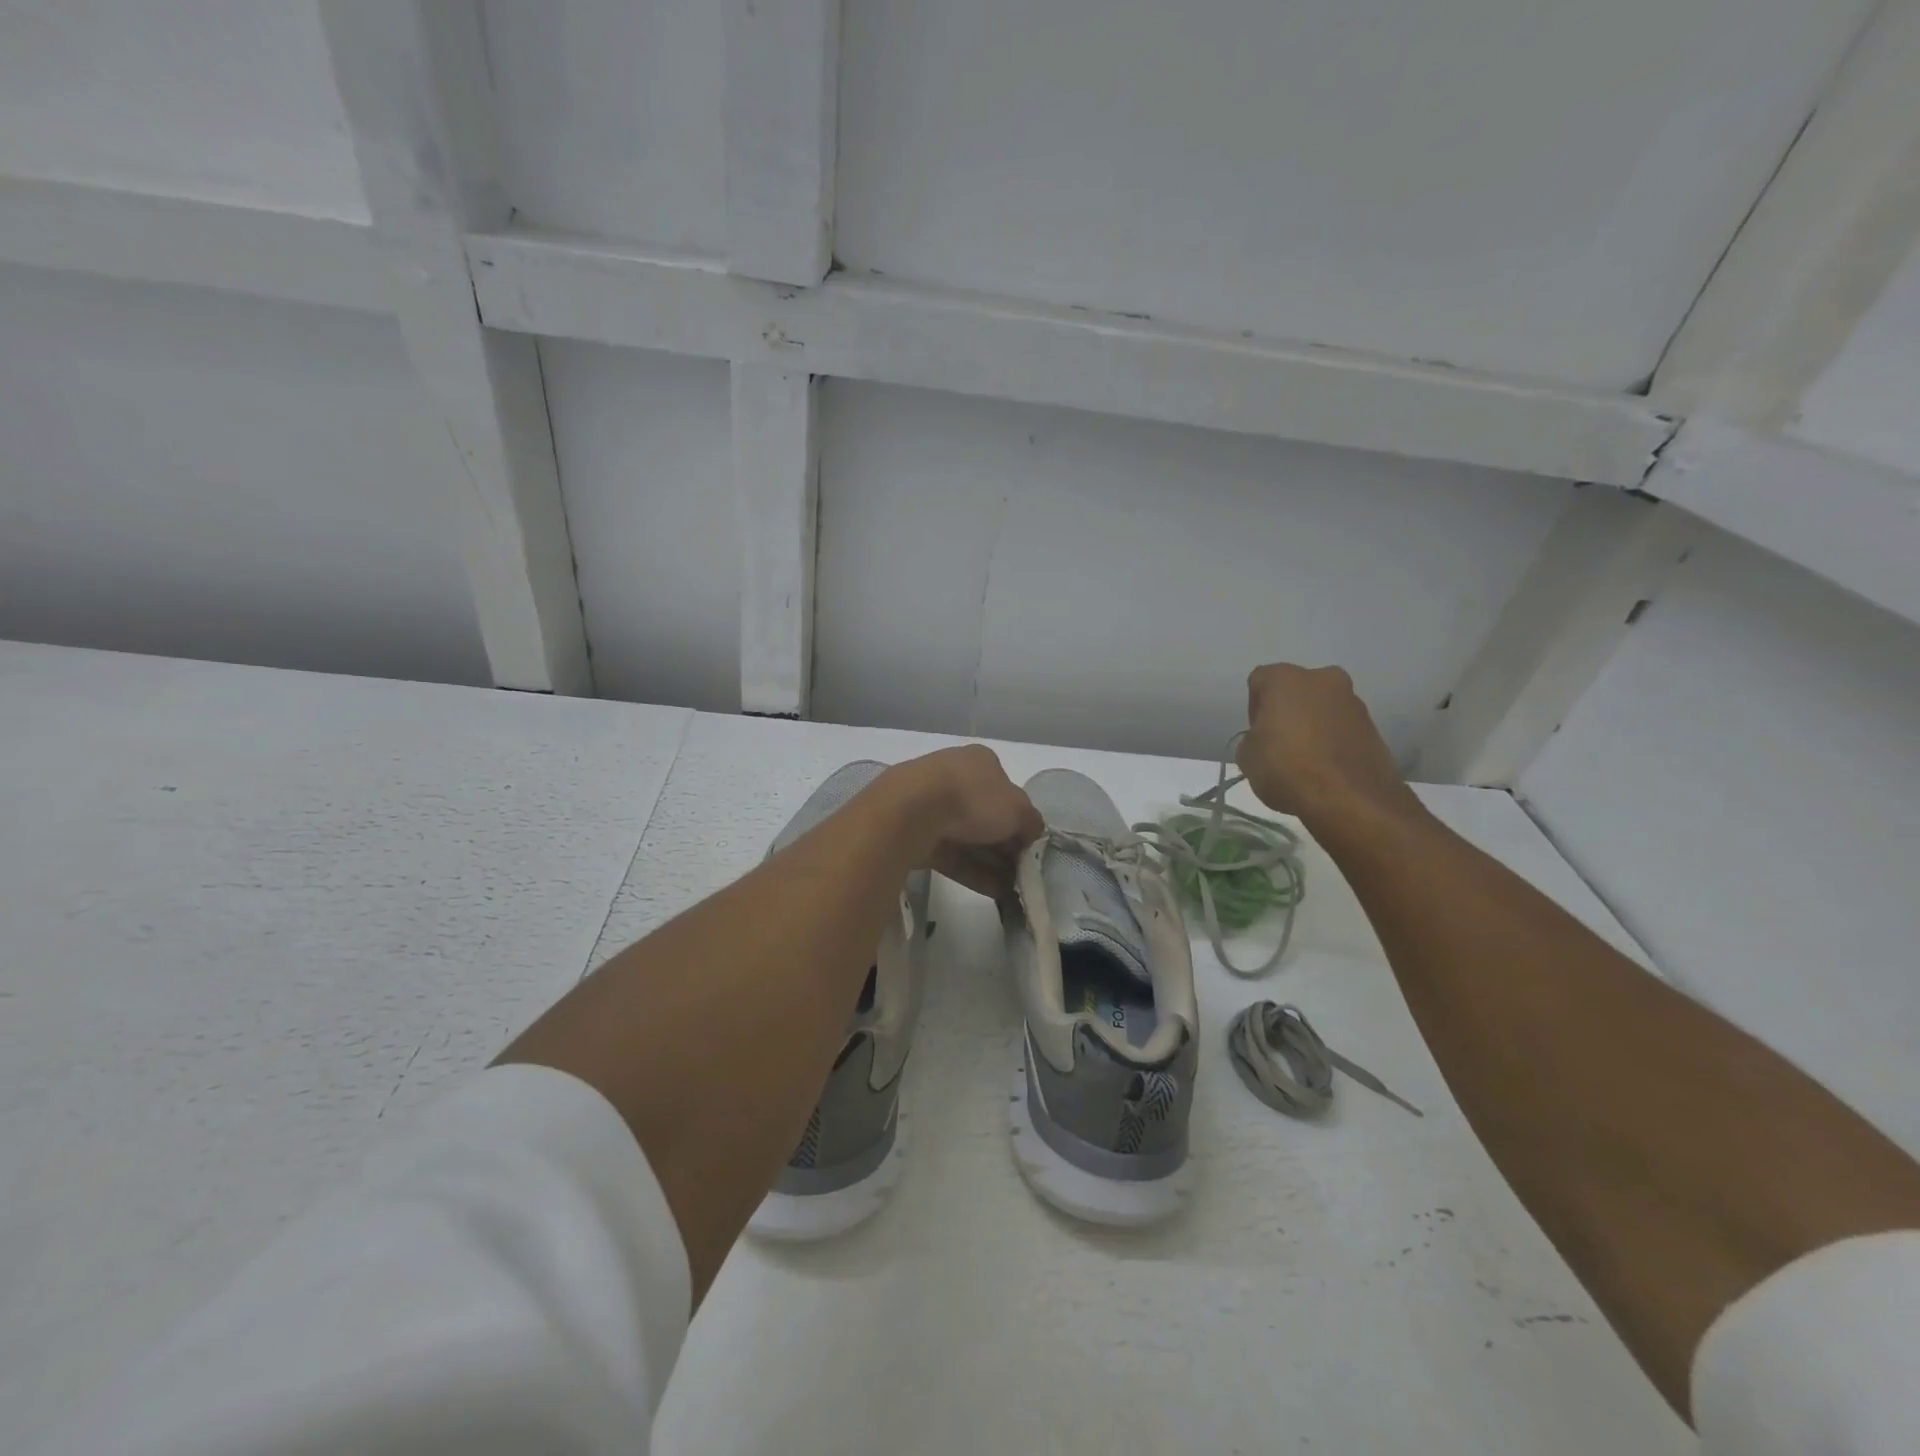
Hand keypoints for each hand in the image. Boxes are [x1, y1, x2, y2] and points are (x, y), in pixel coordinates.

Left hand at [884, 746, 1043, 900]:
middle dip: (1005, 846)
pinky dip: (973, 873)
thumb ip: (1031, 822)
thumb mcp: (1018, 809)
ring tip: (1012, 891)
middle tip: (1022, 874)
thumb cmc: (973, 799)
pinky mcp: (916, 833)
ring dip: (992, 864)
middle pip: (987, 817)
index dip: (1020, 820)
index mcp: (980, 762)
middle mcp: (955, 777)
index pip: (1007, 792)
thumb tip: (1032, 834)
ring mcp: (932, 805)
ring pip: (968, 838)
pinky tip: (994, 894)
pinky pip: (951, 855)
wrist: (912, 811)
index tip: (1029, 847)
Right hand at [1237, 663, 1416, 827]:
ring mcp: (1353, 701)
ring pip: (1323, 707)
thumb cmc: (1287, 768)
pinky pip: (1343, 727)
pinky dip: (1333, 740)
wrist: (1350, 798)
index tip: (1257, 734)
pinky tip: (1327, 767)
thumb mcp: (1246, 757)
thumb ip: (1252, 739)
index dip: (1254, 708)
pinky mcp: (1374, 726)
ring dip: (1313, 725)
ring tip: (1307, 760)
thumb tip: (1265, 740)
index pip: (1259, 681)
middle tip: (1280, 743)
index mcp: (1286, 678)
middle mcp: (1322, 678)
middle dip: (1287, 711)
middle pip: (1296, 690)